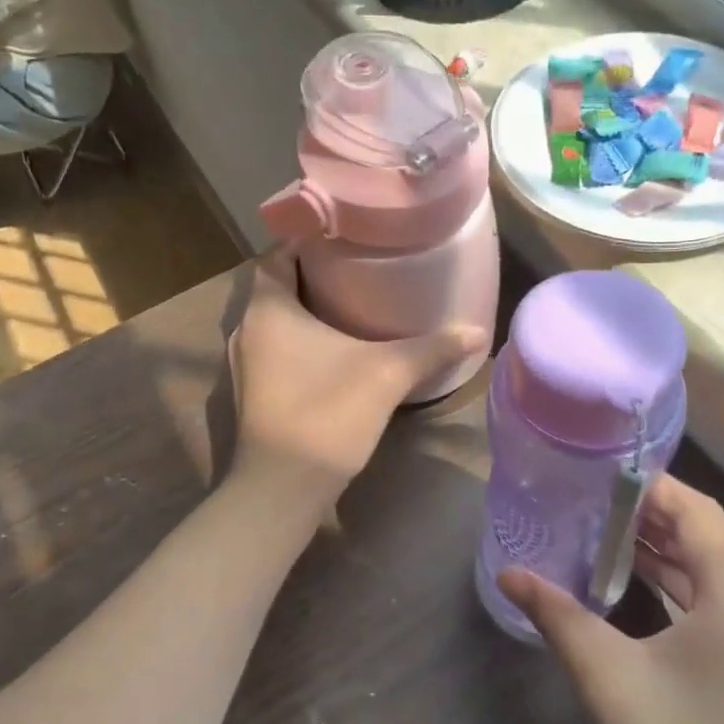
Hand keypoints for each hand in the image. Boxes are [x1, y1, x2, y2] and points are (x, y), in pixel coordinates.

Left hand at [231, 248, 484, 502]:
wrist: (281, 489)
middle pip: (277, 286)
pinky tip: (334, 349)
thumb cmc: (326, 414)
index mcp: (268, 309)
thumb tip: (479, 331)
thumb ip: (432, 348)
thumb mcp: (387, 375)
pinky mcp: (253, 393)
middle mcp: (246, 329)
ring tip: (351, 301)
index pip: (278, 254)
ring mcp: (245, 365)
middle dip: (313, 274)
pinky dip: (300, 340)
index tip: (345, 234)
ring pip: (275, 320)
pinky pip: (275, 349)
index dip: (306, 239)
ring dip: (306, 309)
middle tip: (358, 264)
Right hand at [499, 474, 723, 723]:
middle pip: (707, 539)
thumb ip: (558, 615)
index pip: (699, 513)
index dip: (654, 486)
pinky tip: (634, 590)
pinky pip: (717, 606)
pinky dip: (676, 587)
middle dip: (651, 516)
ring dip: (662, 552)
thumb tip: (509, 572)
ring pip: (712, 574)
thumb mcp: (608, 678)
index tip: (602, 474)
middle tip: (591, 501)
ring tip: (603, 535)